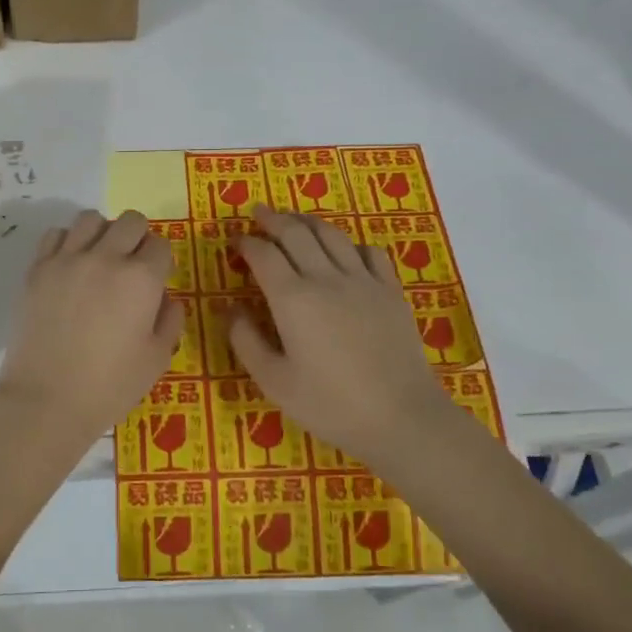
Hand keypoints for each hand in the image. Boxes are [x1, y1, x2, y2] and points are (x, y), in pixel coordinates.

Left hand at [0, 209, 182, 458]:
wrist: (45, 400)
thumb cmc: (109, 386)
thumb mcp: (157, 359)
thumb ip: (170, 320)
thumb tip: (165, 297)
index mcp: (141, 279)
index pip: (160, 245)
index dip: (162, 262)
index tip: (156, 282)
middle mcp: (105, 258)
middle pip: (131, 220)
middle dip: (138, 238)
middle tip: (132, 266)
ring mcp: (67, 259)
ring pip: (91, 218)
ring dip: (103, 232)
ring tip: (100, 259)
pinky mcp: (38, 268)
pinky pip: (56, 234)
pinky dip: (68, 242)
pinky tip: (70, 266)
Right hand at [231, 205, 479, 473]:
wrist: (401, 417)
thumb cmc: (330, 404)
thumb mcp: (273, 381)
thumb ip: (245, 340)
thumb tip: (230, 309)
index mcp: (292, 299)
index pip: (263, 254)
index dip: (246, 243)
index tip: (236, 242)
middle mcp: (326, 278)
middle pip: (296, 233)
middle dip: (273, 219)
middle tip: (259, 214)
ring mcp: (363, 281)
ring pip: (332, 234)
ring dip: (308, 222)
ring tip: (294, 220)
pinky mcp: (390, 291)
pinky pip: (369, 252)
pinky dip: (350, 243)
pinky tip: (344, 251)